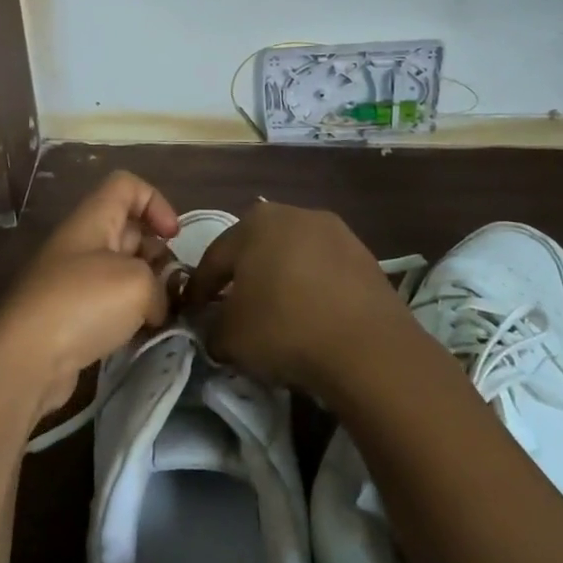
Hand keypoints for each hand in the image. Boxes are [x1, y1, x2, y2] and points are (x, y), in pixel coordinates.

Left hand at [0, 171, 179, 420]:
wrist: (25, 359)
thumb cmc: (82, 303)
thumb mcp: (138, 284)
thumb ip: (160, 286)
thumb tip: (155, 306)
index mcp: (93, 219)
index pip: (126, 185)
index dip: (156, 202)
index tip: (173, 237)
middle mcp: (81, 242)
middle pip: (129, 229)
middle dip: (157, 253)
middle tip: (174, 286)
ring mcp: (73, 280)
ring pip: (121, 269)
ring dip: (147, 289)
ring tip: (164, 315)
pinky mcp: (70, 316)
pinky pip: (109, 303)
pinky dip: (129, 315)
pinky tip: (142, 336)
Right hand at [183, 201, 407, 394]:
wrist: (369, 348)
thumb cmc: (285, 329)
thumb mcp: (230, 337)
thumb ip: (213, 327)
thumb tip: (216, 327)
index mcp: (254, 223)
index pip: (215, 258)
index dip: (200, 288)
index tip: (193, 312)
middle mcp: (294, 214)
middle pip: (256, 249)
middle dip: (242, 278)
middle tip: (233, 309)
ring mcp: (335, 232)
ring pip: (293, 258)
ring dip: (280, 281)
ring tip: (276, 314)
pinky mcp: (365, 256)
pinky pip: (324, 272)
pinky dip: (312, 290)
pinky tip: (311, 318)